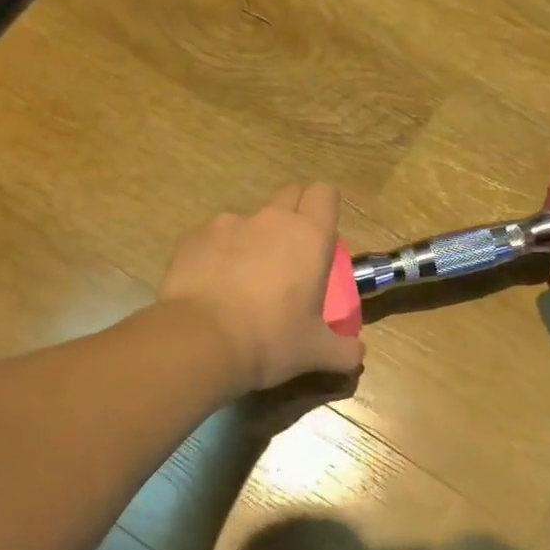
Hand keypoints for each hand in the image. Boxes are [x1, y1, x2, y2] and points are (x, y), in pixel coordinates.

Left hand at [160, 183, 365, 392]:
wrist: (200, 342)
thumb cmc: (271, 341)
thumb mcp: (316, 352)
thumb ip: (343, 351)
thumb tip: (357, 356)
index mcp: (309, 237)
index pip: (324, 193)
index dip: (324, 207)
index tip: (321, 234)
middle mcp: (270, 220)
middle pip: (289, 195)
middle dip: (293, 215)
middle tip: (290, 255)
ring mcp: (227, 224)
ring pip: (248, 220)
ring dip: (252, 240)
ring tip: (243, 280)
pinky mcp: (193, 238)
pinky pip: (212, 238)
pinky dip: (216, 255)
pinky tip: (211, 287)